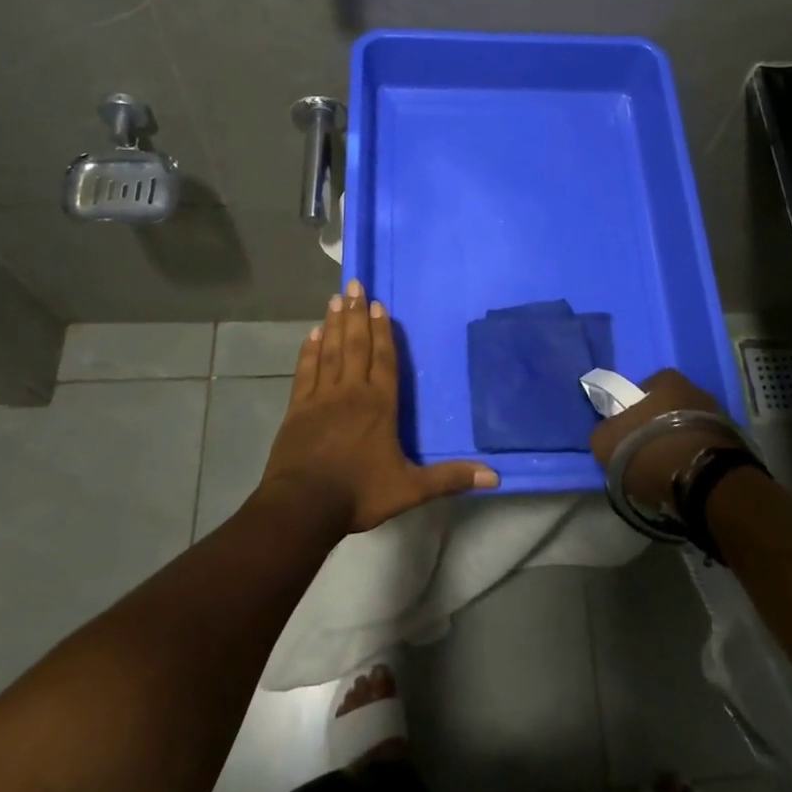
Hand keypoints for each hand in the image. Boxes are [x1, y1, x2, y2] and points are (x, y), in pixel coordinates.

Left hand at [260, 282, 498, 533]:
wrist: (303, 506)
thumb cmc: (359, 493)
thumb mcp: (410, 489)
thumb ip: (449, 478)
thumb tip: (494, 476)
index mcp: (379, 405)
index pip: (384, 359)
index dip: (383, 332)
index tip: (379, 305)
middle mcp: (351, 392)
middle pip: (356, 345)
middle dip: (357, 314)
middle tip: (355, 284)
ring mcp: (321, 398)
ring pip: (330, 351)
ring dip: (334, 324)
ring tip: (336, 299)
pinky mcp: (297, 409)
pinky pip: (306, 371)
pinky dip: (309, 350)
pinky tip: (312, 334)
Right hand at [589, 370, 741, 510]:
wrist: (706, 483)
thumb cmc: (651, 451)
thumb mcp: (606, 442)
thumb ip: (605, 431)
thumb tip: (610, 434)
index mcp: (667, 380)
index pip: (644, 388)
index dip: (633, 409)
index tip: (627, 433)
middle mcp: (697, 390)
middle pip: (669, 408)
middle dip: (658, 426)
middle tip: (645, 453)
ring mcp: (721, 418)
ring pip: (689, 429)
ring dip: (678, 444)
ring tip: (666, 472)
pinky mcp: (736, 446)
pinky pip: (705, 449)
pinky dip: (695, 460)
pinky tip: (686, 479)